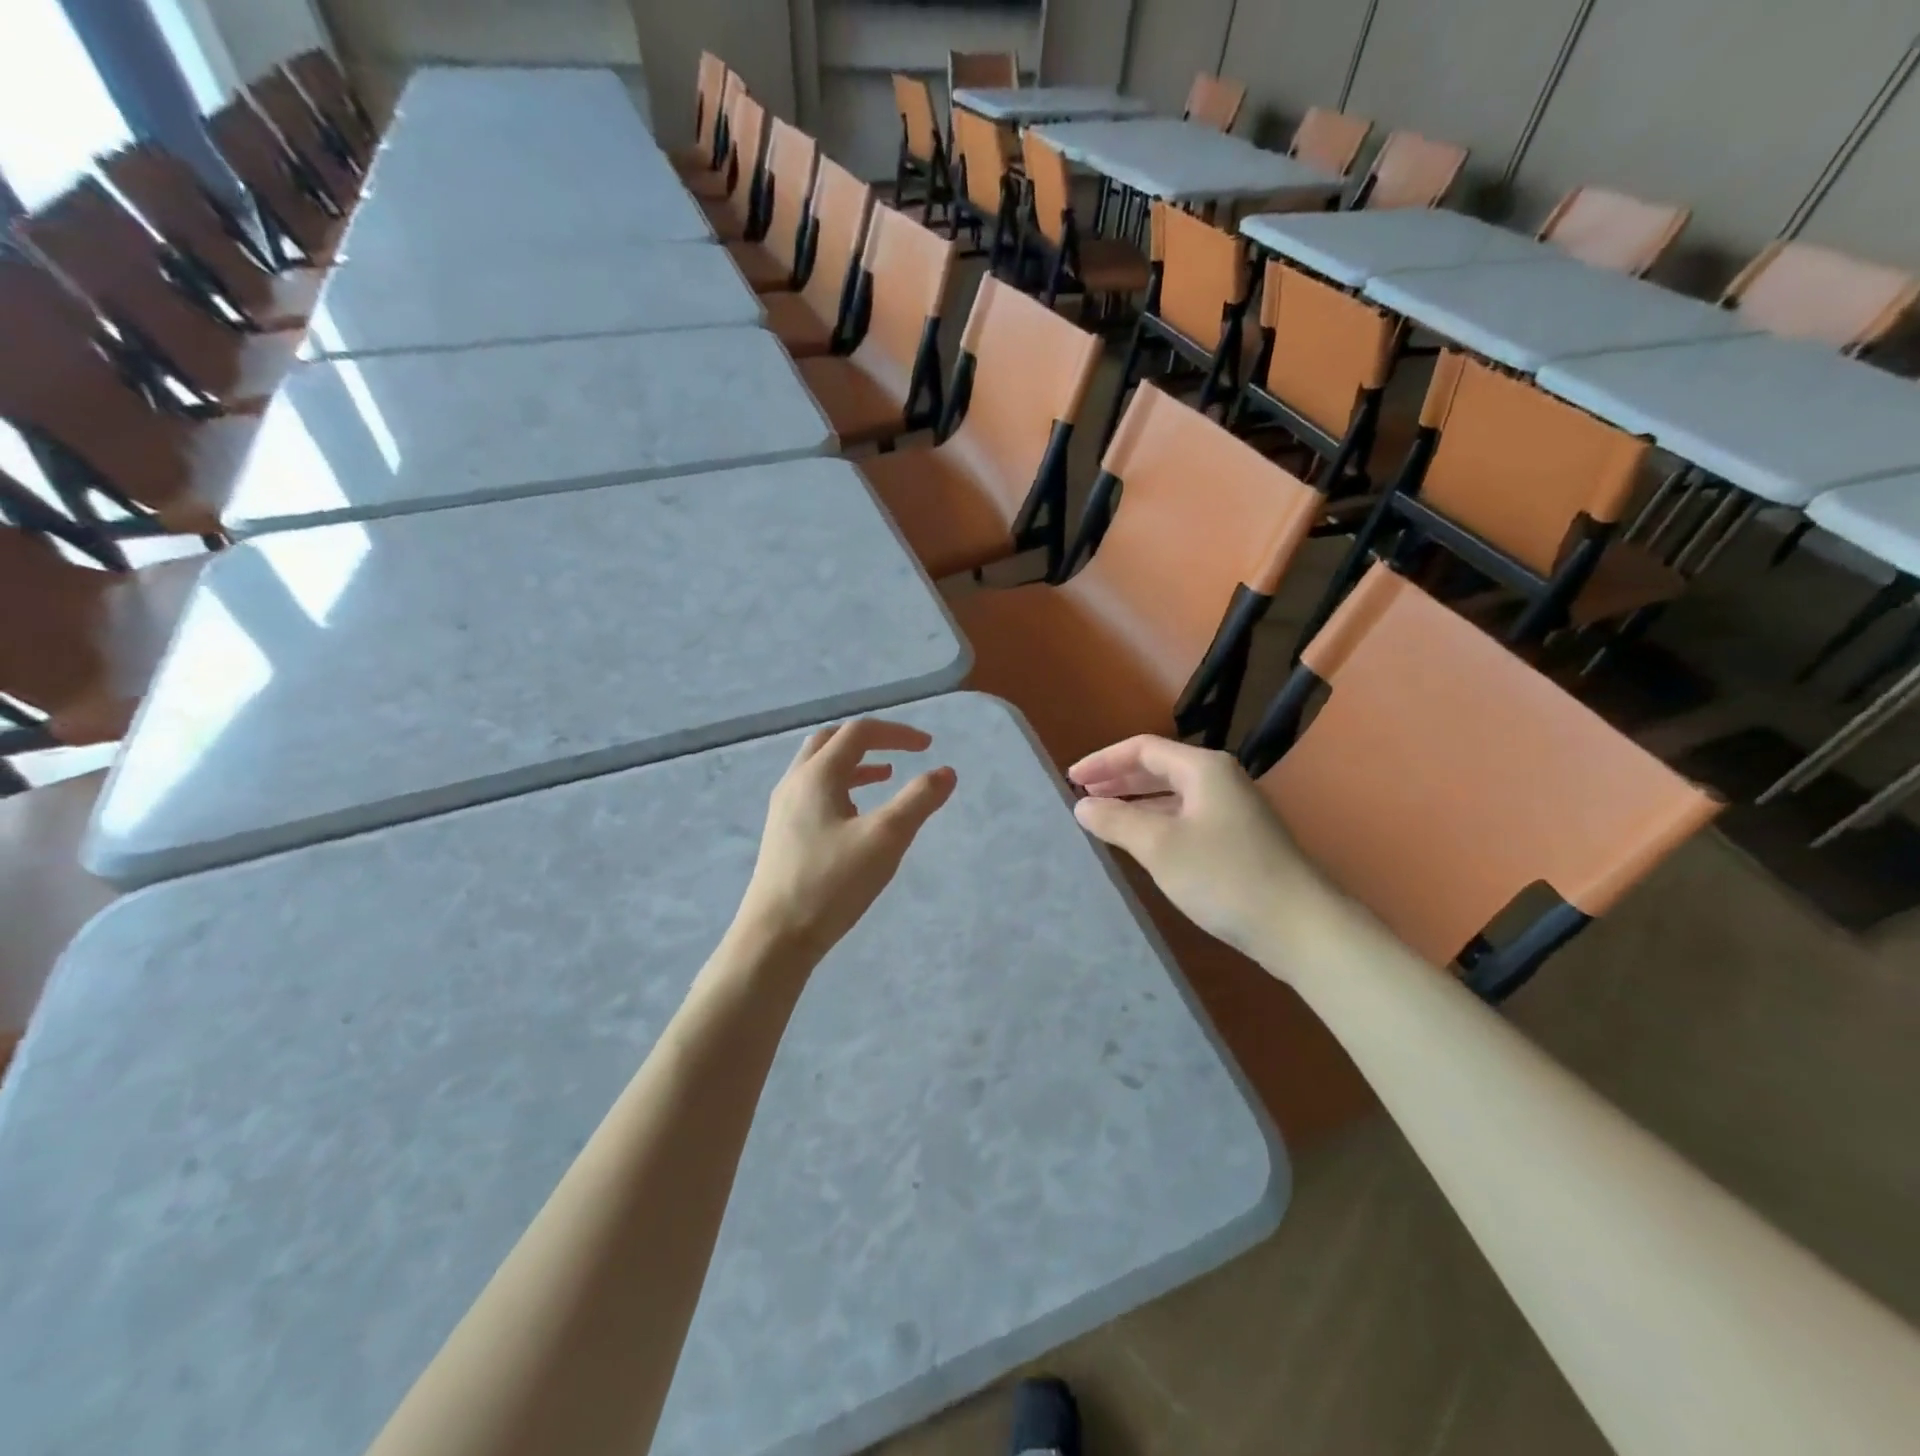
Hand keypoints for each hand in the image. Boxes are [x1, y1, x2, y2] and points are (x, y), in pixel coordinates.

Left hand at [734, 719, 957, 964]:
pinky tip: (857, 815)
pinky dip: (841, 787)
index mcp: (817, 775)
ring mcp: (784, 809)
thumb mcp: (885, 839)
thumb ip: (918, 800)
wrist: (775, 938)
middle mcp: (795, 782)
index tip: (928, 747)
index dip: (896, 734)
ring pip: (819, 768)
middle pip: (832, 741)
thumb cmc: (831, 883)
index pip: (859, 733)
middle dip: (870, 740)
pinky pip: (813, 792)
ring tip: (886, 777)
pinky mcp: (782, 833)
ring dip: (855, 764)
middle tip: (902, 752)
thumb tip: (946, 772)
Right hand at [1068, 735, 1330, 967]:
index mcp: (1203, 769)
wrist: (1300, 927)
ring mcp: (1233, 810)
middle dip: (1118, 779)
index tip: (1072, 779)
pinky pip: (1186, 817)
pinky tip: (1143, 843)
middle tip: (1083, 795)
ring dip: (1137, 802)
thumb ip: (1116, 820)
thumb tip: (1083, 805)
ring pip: (1173, 795)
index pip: (1143, 748)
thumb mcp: (1159, 846)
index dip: (1103, 760)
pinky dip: (1157, 822)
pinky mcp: (1239, 840)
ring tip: (1104, 817)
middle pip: (1159, 768)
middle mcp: (1220, 780)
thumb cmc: (1224, 877)